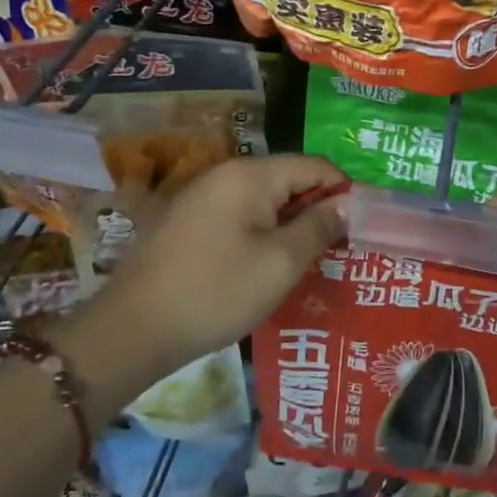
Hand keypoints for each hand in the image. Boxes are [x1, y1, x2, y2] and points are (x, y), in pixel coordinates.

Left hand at [65, 154, 344, 404]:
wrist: (132, 330)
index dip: (345, 190)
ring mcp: (203, 198)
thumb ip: (320, 226)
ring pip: (265, 201)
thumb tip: (348, 202)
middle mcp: (225, 175)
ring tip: (312, 260)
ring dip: (292, 224)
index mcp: (250, 175)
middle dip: (319, 209)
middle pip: (289, 180)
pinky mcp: (189, 223)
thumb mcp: (281, 262)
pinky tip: (270, 265)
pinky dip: (264, 234)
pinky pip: (241, 217)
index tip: (363, 225)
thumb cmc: (217, 292)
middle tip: (341, 248)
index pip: (315, 165)